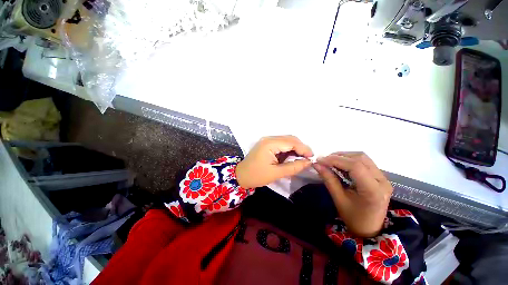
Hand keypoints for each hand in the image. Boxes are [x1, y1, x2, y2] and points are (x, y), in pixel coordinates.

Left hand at [236, 136, 313, 188]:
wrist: (241, 175)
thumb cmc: (256, 175)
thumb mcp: (276, 173)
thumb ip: (293, 167)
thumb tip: (308, 162)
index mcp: (270, 144)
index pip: (291, 142)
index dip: (303, 149)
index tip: (312, 157)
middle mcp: (269, 138)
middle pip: (290, 139)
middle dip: (301, 147)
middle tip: (308, 158)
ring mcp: (267, 140)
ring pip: (287, 140)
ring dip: (296, 148)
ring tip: (302, 158)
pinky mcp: (267, 144)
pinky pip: (282, 143)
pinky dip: (289, 149)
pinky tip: (293, 156)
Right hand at [314, 152, 392, 237]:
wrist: (369, 229)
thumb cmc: (353, 218)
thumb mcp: (338, 199)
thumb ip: (328, 179)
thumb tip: (316, 164)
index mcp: (373, 190)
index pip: (355, 166)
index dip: (335, 160)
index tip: (320, 160)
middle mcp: (382, 181)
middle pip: (360, 158)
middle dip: (339, 156)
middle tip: (324, 161)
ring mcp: (383, 178)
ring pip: (362, 158)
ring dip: (344, 157)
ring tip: (331, 161)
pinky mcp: (380, 177)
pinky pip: (364, 162)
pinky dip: (350, 160)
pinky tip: (340, 165)